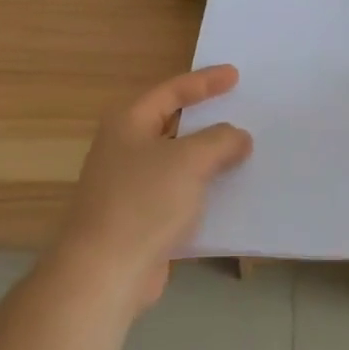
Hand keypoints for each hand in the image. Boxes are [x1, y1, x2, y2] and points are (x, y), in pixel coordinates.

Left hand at [52, 66, 252, 312]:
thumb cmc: (143, 202)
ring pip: (178, 162)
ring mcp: (129, 187)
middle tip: (241, 110)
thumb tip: (238, 137)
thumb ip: (220, 140)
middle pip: (173, 124)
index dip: (205, 81)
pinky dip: (203, 191)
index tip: (235, 75)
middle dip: (208, 120)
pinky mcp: (139, 220)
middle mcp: (125, 149)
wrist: (104, 274)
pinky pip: (179, 195)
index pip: (171, 91)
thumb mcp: (190, 160)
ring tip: (244, 151)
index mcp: (128, 123)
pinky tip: (230, 195)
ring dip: (209, 158)